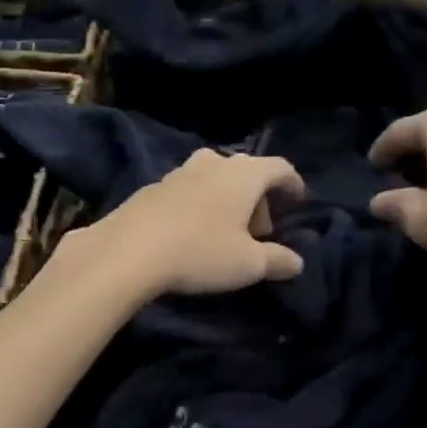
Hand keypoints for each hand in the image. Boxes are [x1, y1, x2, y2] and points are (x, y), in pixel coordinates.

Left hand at [85, 149, 306, 295]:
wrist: (128, 251)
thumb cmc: (200, 252)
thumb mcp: (247, 265)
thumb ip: (277, 260)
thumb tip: (296, 262)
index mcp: (243, 175)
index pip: (279, 167)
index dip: (293, 182)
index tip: (298, 200)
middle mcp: (212, 163)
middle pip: (245, 171)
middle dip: (258, 198)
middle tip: (258, 232)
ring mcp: (178, 172)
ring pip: (213, 177)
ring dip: (225, 199)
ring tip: (224, 230)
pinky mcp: (151, 188)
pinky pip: (186, 190)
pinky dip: (198, 204)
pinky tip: (190, 232)